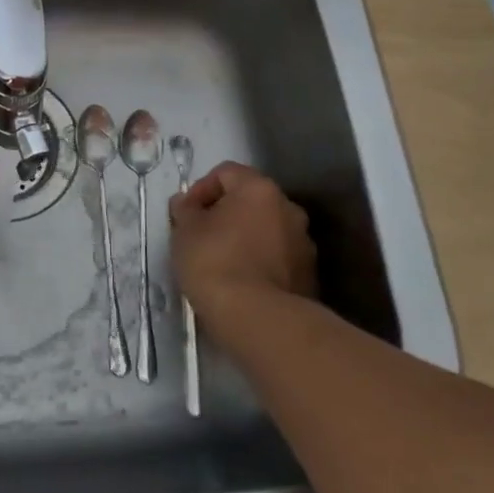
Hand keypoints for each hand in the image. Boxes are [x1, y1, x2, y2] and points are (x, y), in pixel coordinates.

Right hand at [170, 161, 316, 329]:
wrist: (259, 319)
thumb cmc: (215, 262)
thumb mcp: (185, 231)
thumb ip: (185, 210)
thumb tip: (187, 203)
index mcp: (259, 189)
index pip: (225, 172)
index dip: (200, 189)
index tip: (186, 214)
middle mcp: (288, 208)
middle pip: (249, 200)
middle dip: (225, 213)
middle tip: (201, 236)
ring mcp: (303, 243)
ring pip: (266, 229)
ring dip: (244, 238)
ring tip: (221, 263)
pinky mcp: (309, 275)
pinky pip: (277, 257)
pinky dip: (259, 262)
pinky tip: (241, 282)